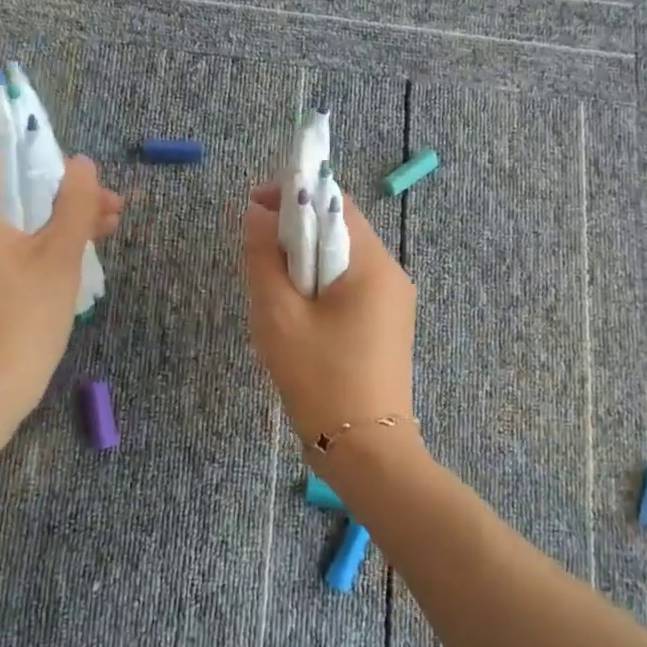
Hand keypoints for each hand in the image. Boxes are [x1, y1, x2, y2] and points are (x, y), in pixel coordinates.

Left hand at [0, 155, 121, 416]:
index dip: (47, 161)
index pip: (3, 159)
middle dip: (64, 195)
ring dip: (59, 221)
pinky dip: (42, 245)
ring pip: (17, 222)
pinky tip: (81, 251)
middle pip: (14, 191)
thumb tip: (83, 163)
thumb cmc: (24, 314)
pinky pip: (9, 247)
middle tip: (111, 206)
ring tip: (108, 228)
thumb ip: (75, 203)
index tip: (86, 179)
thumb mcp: (60, 254)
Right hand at [242, 182, 417, 452]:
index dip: (292, 194)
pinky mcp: (388, 327)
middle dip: (295, 231)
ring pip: (343, 261)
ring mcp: (394, 303)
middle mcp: (392, 275)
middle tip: (256, 253)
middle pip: (340, 230)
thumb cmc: (320, 379)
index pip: (335, 202)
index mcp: (372, 264)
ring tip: (271, 288)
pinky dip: (320, 287)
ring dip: (305, 261)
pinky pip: (351, 288)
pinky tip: (297, 315)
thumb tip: (256, 214)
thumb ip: (264, 259)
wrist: (367, 452)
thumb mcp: (279, 317)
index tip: (252, 206)